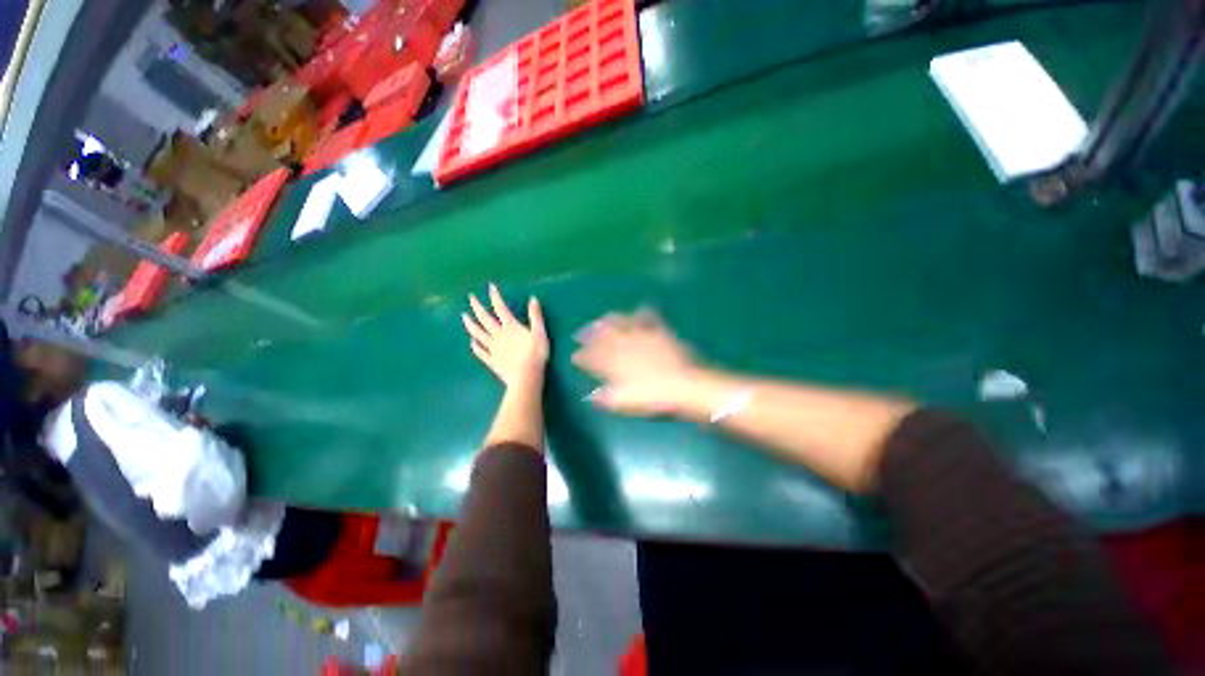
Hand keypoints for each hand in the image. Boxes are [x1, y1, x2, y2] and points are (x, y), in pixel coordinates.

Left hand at [463, 284, 548, 388]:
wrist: (526, 377)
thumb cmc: (536, 354)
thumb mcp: (540, 332)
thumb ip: (535, 316)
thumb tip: (533, 298)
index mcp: (510, 327)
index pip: (501, 308)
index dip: (495, 297)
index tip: (490, 287)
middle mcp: (498, 335)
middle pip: (485, 319)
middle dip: (478, 307)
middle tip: (471, 298)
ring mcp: (493, 349)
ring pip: (479, 334)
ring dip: (471, 324)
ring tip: (464, 317)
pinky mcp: (492, 361)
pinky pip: (481, 352)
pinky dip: (475, 346)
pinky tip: (471, 342)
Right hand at [572, 310, 699, 415]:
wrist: (684, 386)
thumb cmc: (653, 399)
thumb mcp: (625, 403)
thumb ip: (605, 398)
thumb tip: (590, 396)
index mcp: (615, 365)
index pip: (592, 358)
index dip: (582, 356)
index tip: (574, 355)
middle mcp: (624, 347)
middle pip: (602, 337)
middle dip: (588, 334)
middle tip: (579, 332)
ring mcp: (641, 337)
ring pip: (620, 324)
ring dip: (607, 320)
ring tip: (600, 318)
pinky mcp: (659, 332)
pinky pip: (648, 318)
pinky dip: (642, 312)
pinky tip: (639, 309)